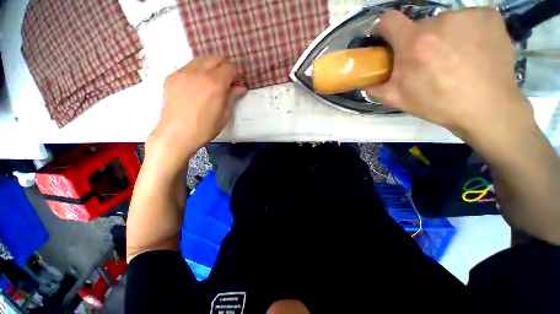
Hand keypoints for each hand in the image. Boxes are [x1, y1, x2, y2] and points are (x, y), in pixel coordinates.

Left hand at [147, 56, 246, 168]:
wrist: (176, 134)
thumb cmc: (206, 128)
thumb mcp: (225, 115)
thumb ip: (232, 97)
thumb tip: (241, 88)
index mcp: (215, 83)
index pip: (230, 68)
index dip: (236, 73)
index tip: (237, 81)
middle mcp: (199, 72)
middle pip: (215, 58)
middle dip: (224, 66)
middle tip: (226, 79)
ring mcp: (183, 72)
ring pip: (201, 60)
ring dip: (210, 66)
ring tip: (212, 81)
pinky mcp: (172, 77)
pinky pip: (188, 67)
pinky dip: (197, 71)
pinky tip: (197, 85)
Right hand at [367, 9, 535, 142]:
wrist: (486, 107)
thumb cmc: (437, 104)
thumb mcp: (397, 100)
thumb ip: (375, 88)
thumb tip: (365, 82)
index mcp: (414, 43)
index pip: (389, 20)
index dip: (383, 28)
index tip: (385, 39)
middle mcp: (439, 22)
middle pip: (419, 26)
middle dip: (417, 41)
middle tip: (426, 61)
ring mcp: (467, 15)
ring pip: (445, 23)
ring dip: (443, 36)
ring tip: (453, 58)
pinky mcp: (489, 16)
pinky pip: (468, 19)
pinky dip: (466, 31)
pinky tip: (472, 50)